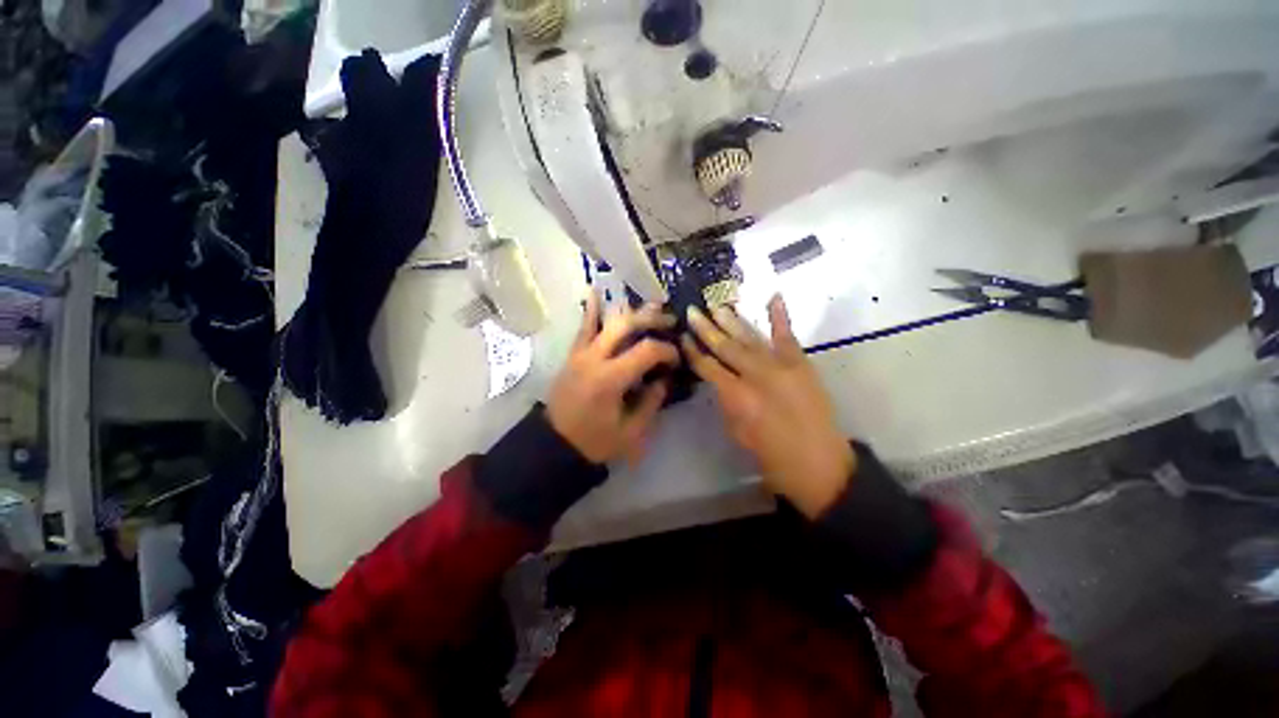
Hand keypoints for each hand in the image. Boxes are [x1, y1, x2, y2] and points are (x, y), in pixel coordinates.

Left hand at [547, 292, 679, 464]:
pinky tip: (595, 290)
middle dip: (652, 319)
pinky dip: (591, 309)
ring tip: (650, 306)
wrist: (555, 445)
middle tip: (670, 320)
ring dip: (630, 311)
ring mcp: (580, 354)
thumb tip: (663, 378)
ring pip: (606, 321)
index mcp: (610, 379)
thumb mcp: (631, 431)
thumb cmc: (595, 441)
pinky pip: (583, 328)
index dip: (667, 349)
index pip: (646, 350)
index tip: (676, 357)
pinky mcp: (572, 355)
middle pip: (626, 325)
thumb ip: (651, 401)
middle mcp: (594, 358)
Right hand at [682, 296, 855, 517]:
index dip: (693, 351)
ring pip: (750, 337)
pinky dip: (780, 316)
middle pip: (725, 346)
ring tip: (718, 306)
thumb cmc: (771, 455)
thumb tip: (719, 381)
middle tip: (694, 311)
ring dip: (732, 320)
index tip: (683, 336)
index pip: (707, 366)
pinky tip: (772, 297)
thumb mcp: (737, 432)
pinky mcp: (800, 363)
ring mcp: (780, 365)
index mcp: (736, 396)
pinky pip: (787, 335)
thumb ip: (726, 402)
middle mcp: (755, 374)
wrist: (818, 462)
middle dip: (706, 328)